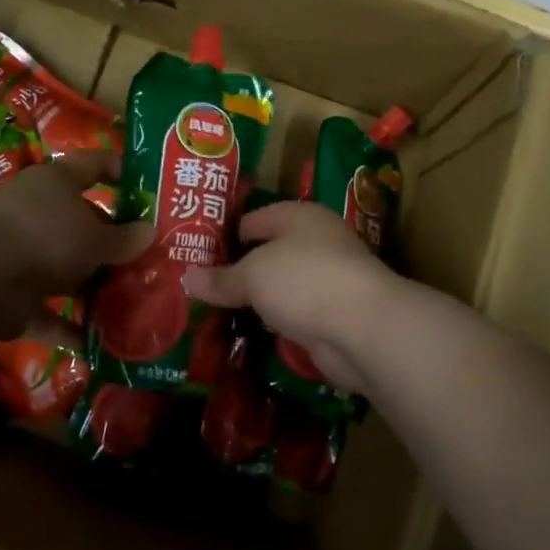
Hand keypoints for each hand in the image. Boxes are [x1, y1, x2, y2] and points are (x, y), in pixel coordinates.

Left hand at [0, 148, 149, 344]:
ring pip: (70, 273)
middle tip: (156, 260)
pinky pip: (53, 315)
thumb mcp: (94, 236)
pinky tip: (108, 343)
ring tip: (140, 302)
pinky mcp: (15, 300)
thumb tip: (151, 232)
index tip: (150, 185)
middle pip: (85, 226)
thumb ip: (124, 239)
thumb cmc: (43, 235)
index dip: (121, 170)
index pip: (94, 165)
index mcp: (57, 185)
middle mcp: (40, 216)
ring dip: (98, 288)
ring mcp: (25, 259)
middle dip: (116, 244)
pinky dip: (75, 329)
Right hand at [182, 202, 399, 394]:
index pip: (252, 220)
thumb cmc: (303, 280)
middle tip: (199, 289)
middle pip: (268, 253)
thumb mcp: (252, 275)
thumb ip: (220, 278)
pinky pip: (294, 314)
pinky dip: (276, 323)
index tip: (193, 258)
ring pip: (282, 286)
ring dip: (258, 301)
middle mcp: (316, 242)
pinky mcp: (334, 314)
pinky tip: (250, 333)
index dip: (223, 236)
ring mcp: (328, 279)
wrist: (363, 328)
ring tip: (217, 313)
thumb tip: (185, 278)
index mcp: (299, 216)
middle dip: (238, 271)